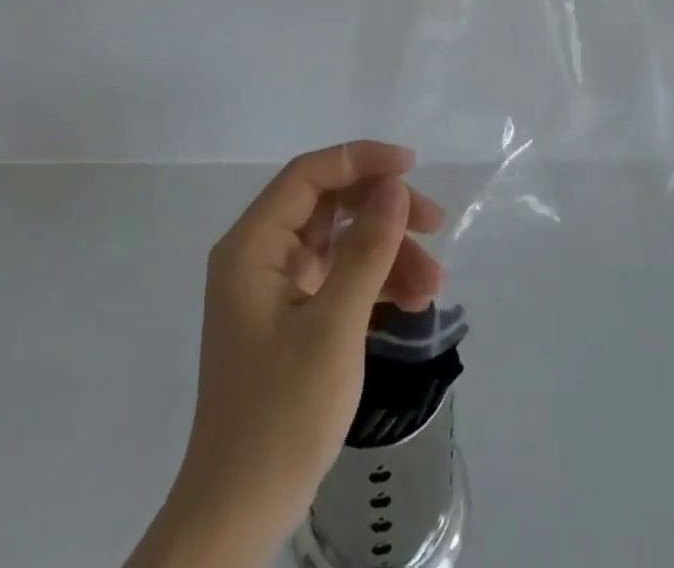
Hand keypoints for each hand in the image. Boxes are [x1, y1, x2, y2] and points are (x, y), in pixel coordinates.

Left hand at [129, 142, 444, 567]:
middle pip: (331, 204)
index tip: (410, 166)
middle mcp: (262, 255)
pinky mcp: (294, 316)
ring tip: (434, 283)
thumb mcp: (333, 328)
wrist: (239, 514)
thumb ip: (367, 250)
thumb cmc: (280, 415)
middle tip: (434, 223)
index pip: (309, 174)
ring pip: (342, 241)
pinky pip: (342, 277)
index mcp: (253, 245)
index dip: (360, 159)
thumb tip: (394, 186)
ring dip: (389, 253)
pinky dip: (377, 282)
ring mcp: (277, 287)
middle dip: (384, 210)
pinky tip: (413, 300)